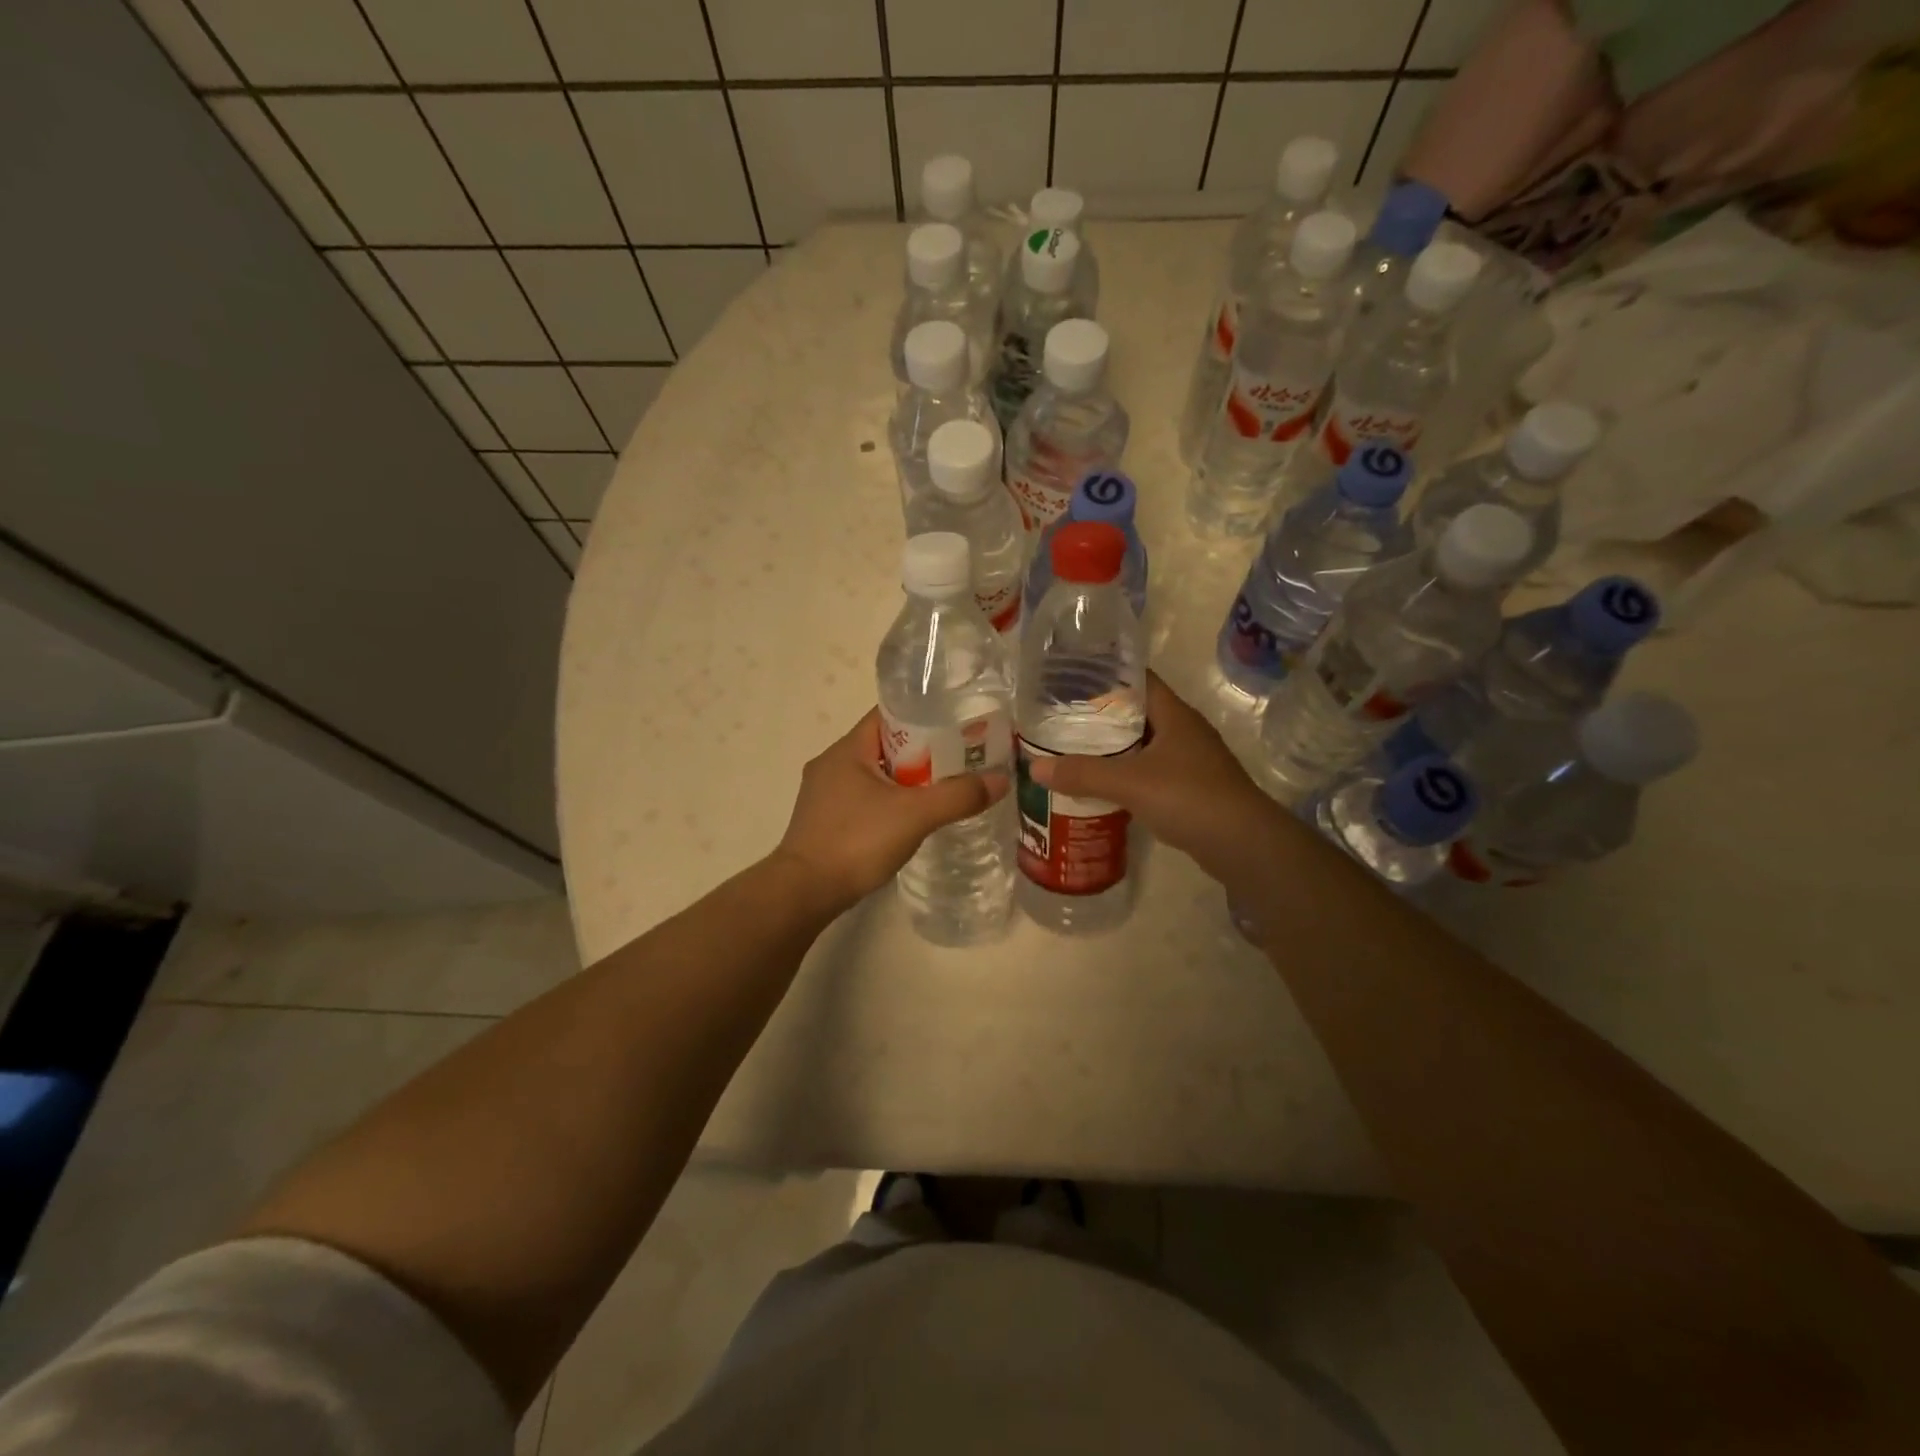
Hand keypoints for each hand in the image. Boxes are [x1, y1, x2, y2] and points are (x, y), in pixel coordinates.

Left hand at [773, 708, 1008, 912]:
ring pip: (875, 775)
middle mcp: (831, 764)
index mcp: (847, 749)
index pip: (889, 715)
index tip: (958, 725)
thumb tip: (1000, 780)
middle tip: (960, 761)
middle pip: (885, 745)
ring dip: (906, 780)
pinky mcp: (824, 821)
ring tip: (943, 790)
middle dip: (923, 751)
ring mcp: (824, 794)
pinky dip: (889, 803)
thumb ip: (958, 796)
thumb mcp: (915, 815)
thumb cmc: (856, 841)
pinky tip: (911, 820)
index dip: (924, 715)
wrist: (804, 892)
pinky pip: (865, 800)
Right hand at [1028, 673, 1289, 887]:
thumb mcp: (1130, 782)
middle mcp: (1184, 731)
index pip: (1138, 680)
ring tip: (1073, 753)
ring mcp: (1191, 761)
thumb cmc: (1190, 797)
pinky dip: (1127, 777)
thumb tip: (1034, 767)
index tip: (1070, 679)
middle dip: (1101, 716)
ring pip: (1144, 746)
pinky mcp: (1192, 789)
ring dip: (1114, 750)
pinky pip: (1151, 774)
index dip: (1106, 675)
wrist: (1244, 844)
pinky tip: (1102, 789)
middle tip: (1061, 720)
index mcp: (1174, 714)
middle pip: (1137, 713)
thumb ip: (1083, 773)